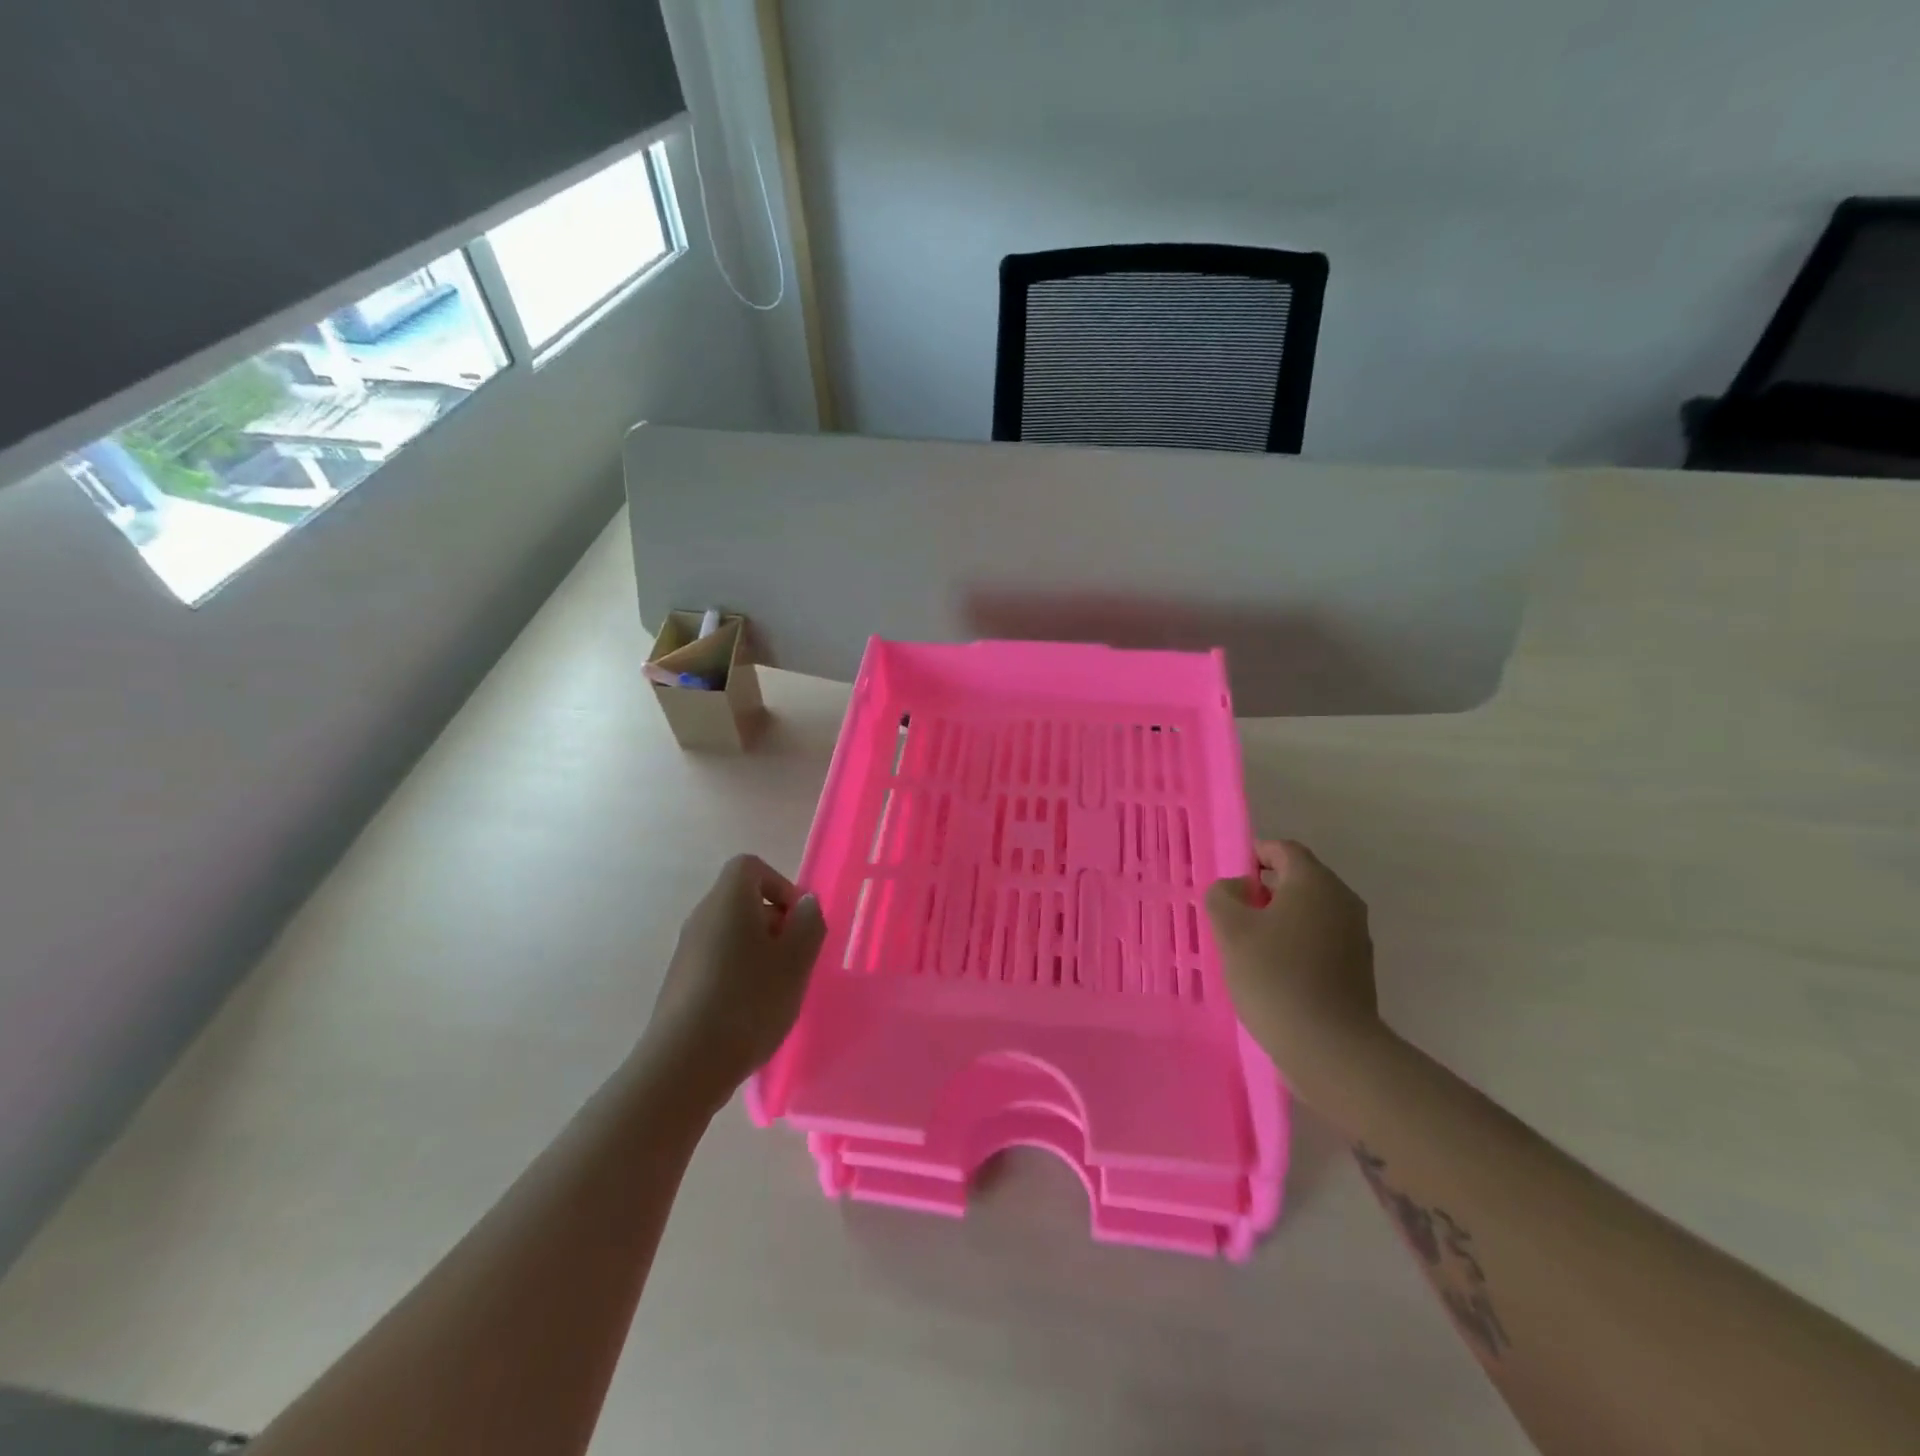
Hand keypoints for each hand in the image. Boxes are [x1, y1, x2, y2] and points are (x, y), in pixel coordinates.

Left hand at [640, 854, 826, 1113]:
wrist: (686, 1063)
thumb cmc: (749, 999)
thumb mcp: (796, 959)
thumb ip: (808, 923)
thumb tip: (804, 904)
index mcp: (728, 900)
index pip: (750, 867)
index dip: (780, 885)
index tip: (797, 921)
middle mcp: (702, 917)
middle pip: (742, 901)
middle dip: (774, 924)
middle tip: (795, 959)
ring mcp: (686, 952)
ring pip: (731, 935)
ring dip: (759, 953)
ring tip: (777, 990)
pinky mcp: (680, 984)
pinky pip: (718, 963)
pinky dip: (739, 975)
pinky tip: (751, 1011)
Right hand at [1206, 839, 1382, 1094]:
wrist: (1330, 1047)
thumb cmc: (1274, 976)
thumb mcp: (1230, 929)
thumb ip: (1223, 895)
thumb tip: (1237, 888)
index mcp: (1315, 882)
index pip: (1282, 849)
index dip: (1253, 856)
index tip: (1229, 883)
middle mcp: (1342, 900)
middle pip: (1299, 879)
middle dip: (1264, 890)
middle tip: (1232, 915)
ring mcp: (1356, 935)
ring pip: (1310, 912)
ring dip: (1279, 919)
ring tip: (1249, 946)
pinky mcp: (1358, 968)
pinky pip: (1321, 939)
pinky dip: (1296, 944)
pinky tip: (1274, 972)